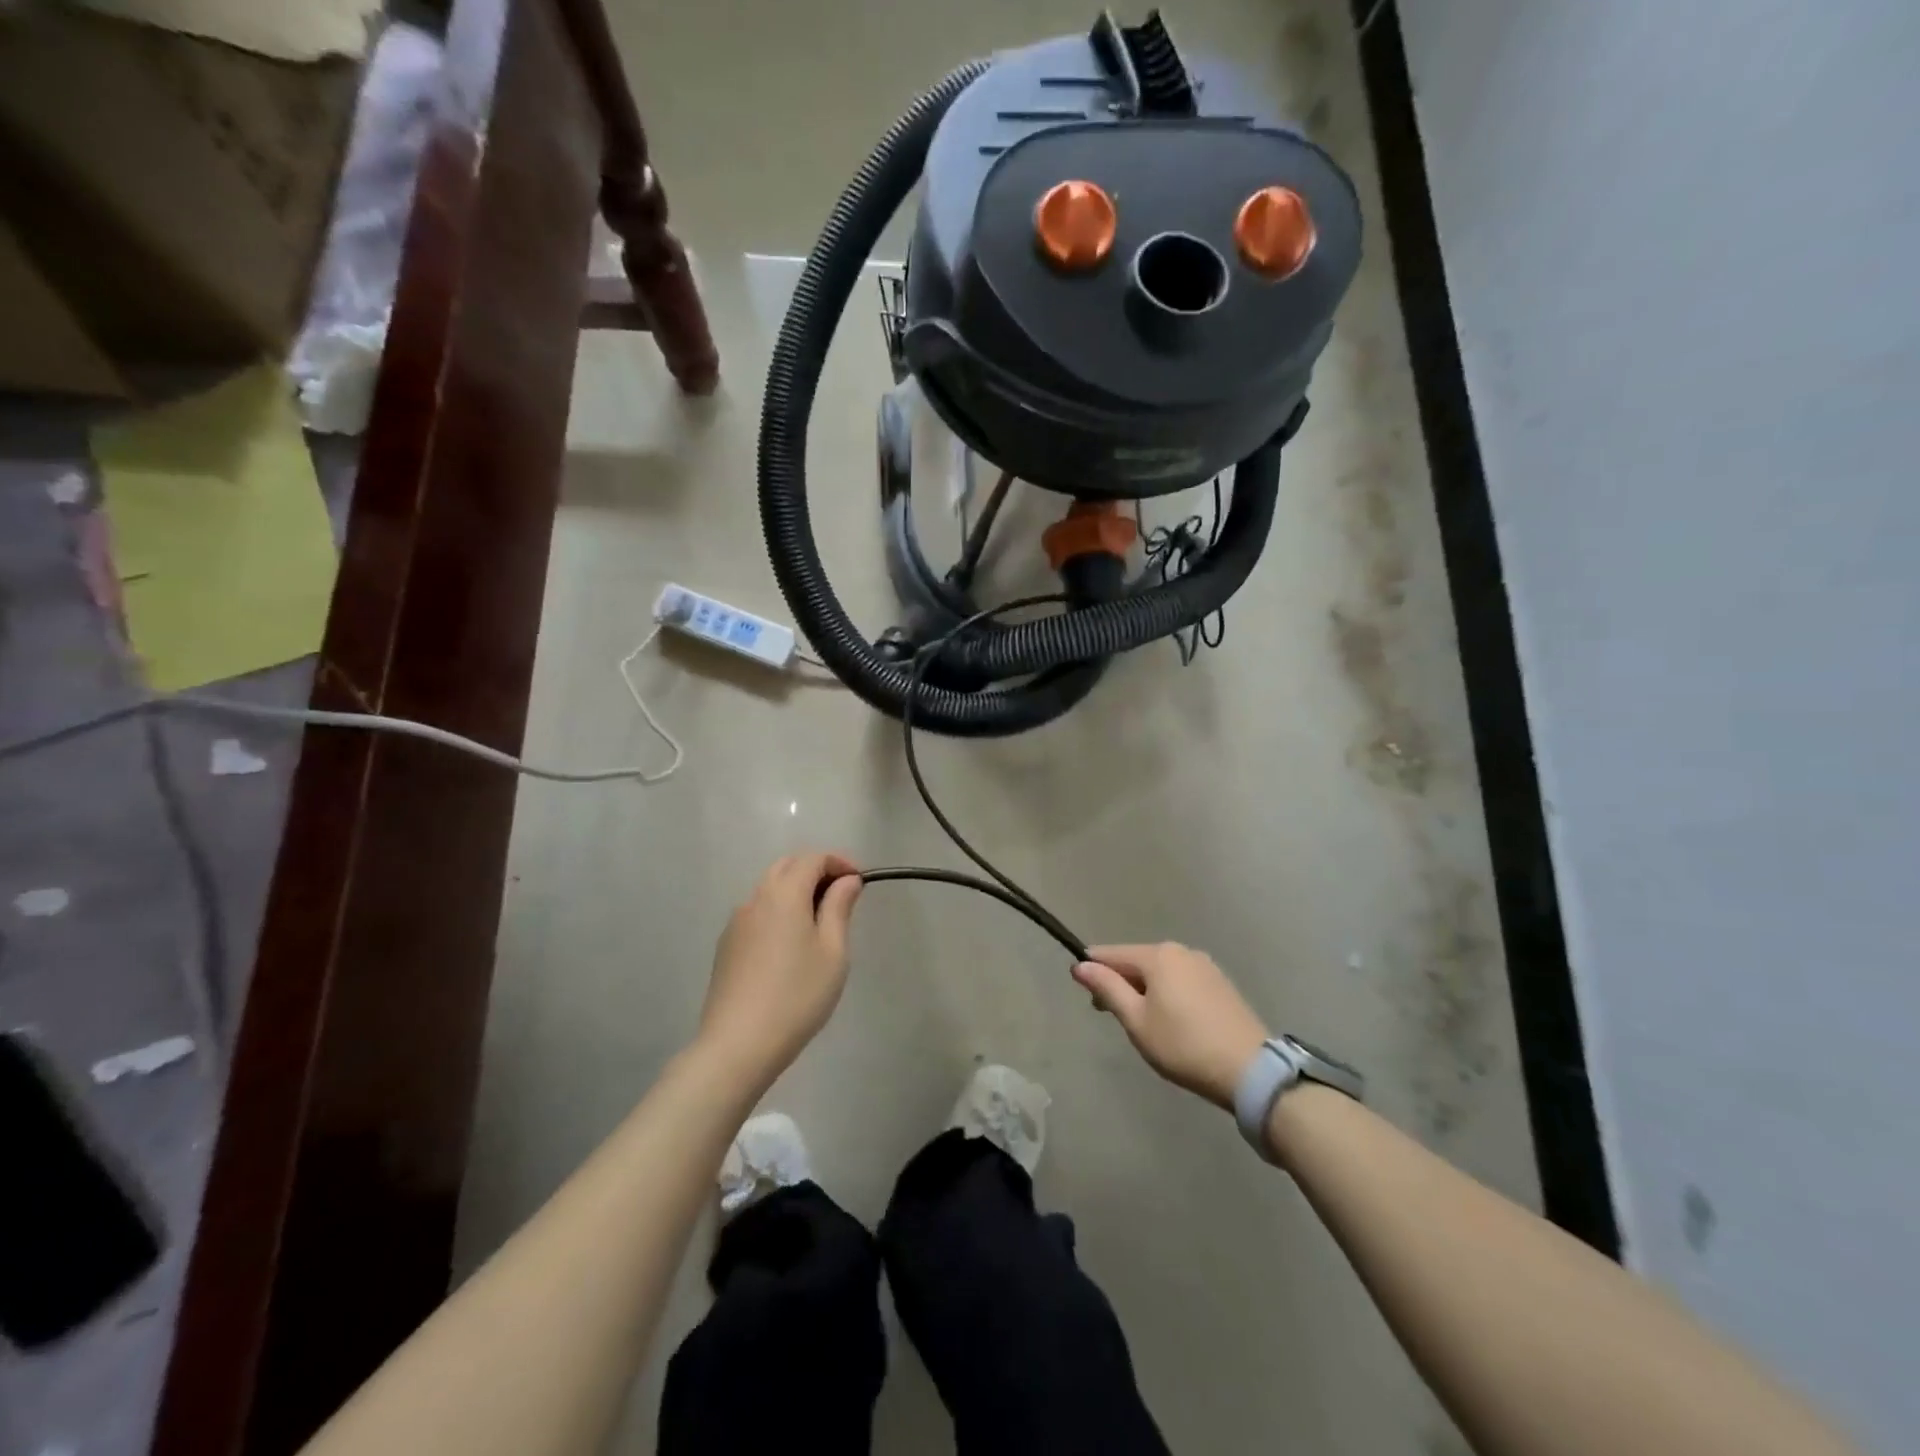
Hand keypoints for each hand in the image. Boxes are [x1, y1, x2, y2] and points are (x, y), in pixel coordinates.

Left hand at [699, 853, 862, 1084]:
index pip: (813, 859)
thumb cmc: (797, 996)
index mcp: (784, 894)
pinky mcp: (726, 946)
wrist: (738, 1044)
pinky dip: (778, 912)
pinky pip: (757, 913)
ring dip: (795, 891)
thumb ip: (839, 908)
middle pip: (787, 866)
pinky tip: (790, 945)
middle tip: (841, 897)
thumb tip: (846, 881)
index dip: (839, 862)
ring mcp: (736, 923)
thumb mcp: (833, 952)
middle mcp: (756, 899)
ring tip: (819, 922)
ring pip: (769, 889)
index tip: (859, 882)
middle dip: (816, 871)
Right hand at [1073, 943, 1269, 1108]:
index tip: (1083, 993)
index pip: (1112, 954)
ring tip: (1143, 1023)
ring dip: (1145, 989)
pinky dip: (1168, 994)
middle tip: (1112, 1016)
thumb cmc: (1183, 1045)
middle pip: (1137, 961)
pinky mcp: (1221, 983)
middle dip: (1120, 982)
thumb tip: (1080, 965)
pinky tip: (1172, 1021)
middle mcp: (1181, 951)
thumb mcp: (1136, 1021)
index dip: (1092, 970)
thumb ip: (1107, 988)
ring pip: (1161, 971)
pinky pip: (1182, 980)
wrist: (1249, 1069)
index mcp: (1157, 955)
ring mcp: (1205, 965)